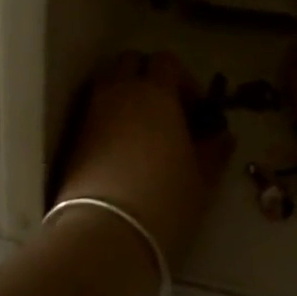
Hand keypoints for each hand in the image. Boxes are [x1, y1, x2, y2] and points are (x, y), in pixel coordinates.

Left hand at [55, 52, 232, 272]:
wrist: (105, 234)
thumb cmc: (165, 199)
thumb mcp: (201, 178)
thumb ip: (214, 150)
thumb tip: (222, 136)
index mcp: (154, 92)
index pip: (166, 61)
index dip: (183, 80)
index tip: (195, 109)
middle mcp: (119, 93)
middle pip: (129, 62)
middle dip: (147, 76)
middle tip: (166, 110)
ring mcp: (91, 115)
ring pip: (108, 86)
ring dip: (126, 96)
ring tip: (145, 132)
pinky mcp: (73, 140)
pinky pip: (94, 113)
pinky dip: (109, 120)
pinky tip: (124, 152)